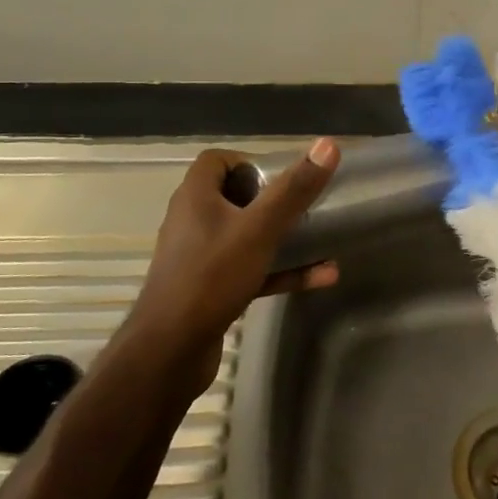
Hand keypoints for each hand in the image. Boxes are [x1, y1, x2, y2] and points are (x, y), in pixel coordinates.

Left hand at [126, 139, 340, 394]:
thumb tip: (328, 145)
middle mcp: (193, 222)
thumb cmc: (211, 278)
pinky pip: (252, 270)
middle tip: (304, 203)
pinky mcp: (210, 290)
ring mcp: (201, 258)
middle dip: (272, 198)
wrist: (169, 353)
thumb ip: (293, 189)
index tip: (282, 174)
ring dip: (283, 237)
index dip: (250, 160)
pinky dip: (282, 270)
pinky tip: (321, 277)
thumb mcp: (259, 229)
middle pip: (234, 197)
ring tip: (320, 236)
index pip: (217, 161)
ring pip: (247, 236)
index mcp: (195, 197)